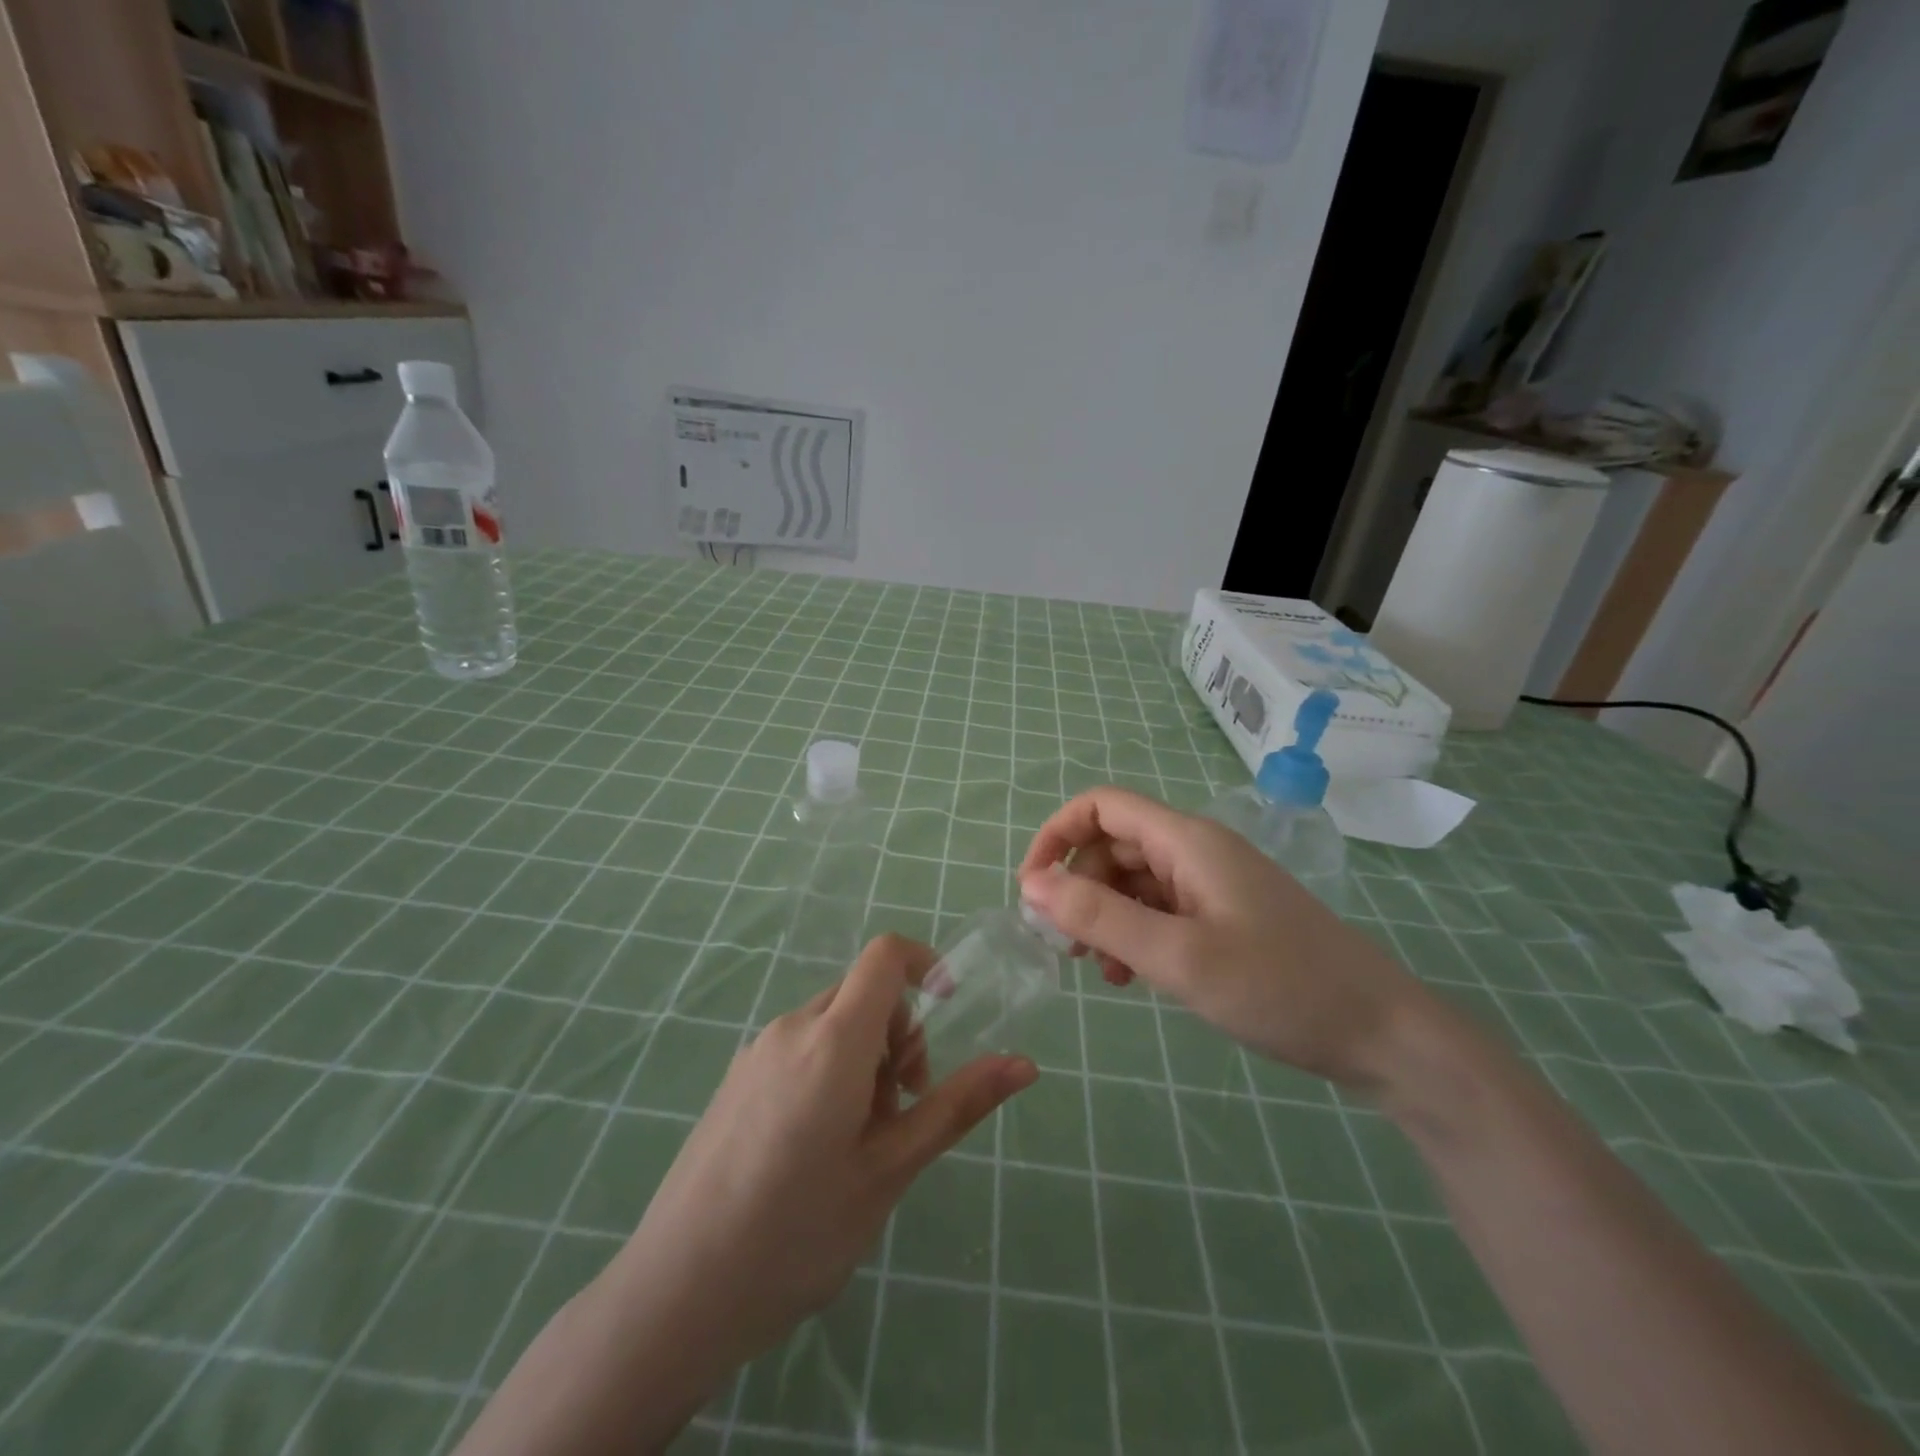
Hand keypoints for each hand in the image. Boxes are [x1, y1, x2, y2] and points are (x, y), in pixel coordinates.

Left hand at [606, 935, 1034, 1385]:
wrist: (675, 1292)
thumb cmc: (797, 1233)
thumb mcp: (890, 1170)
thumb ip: (956, 1106)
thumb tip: (1025, 1065)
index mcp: (832, 1040)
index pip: (885, 955)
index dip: (925, 964)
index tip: (948, 1013)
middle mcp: (791, 1028)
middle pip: (863, 993)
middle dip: (899, 1035)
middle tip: (902, 1111)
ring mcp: (756, 1051)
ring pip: (832, 1023)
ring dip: (865, 1059)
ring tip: (859, 1142)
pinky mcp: (736, 1078)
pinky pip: (799, 1046)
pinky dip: (829, 1070)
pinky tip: (815, 1148)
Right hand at [1018, 786, 1421, 1086]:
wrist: (1381, 1033)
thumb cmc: (1280, 987)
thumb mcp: (1179, 956)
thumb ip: (1101, 917)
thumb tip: (1033, 885)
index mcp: (1187, 841)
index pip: (1102, 807)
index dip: (1057, 835)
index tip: (1032, 888)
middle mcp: (1196, 851)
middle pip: (1113, 845)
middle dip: (1078, 886)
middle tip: (1062, 944)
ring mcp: (1212, 885)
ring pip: (1134, 881)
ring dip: (1103, 915)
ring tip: (1096, 969)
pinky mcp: (1223, 916)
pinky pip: (1160, 910)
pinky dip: (1134, 934)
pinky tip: (1131, 977)